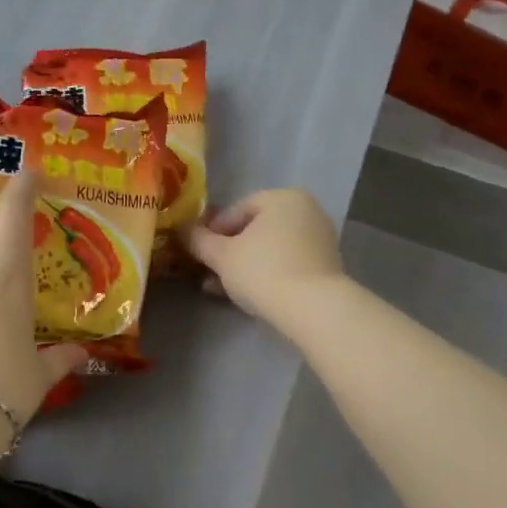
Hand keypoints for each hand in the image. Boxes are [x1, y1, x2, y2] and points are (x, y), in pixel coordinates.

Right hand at [182, 189, 345, 332]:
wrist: (313, 309)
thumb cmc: (262, 271)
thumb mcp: (221, 255)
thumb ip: (198, 240)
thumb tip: (181, 230)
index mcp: (282, 198)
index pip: (237, 209)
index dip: (211, 231)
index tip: (197, 252)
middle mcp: (305, 211)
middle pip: (254, 230)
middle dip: (227, 252)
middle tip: (206, 271)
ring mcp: (319, 239)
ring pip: (269, 250)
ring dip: (242, 266)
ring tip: (218, 288)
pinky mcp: (326, 267)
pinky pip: (286, 264)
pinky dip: (265, 275)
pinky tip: (244, 296)